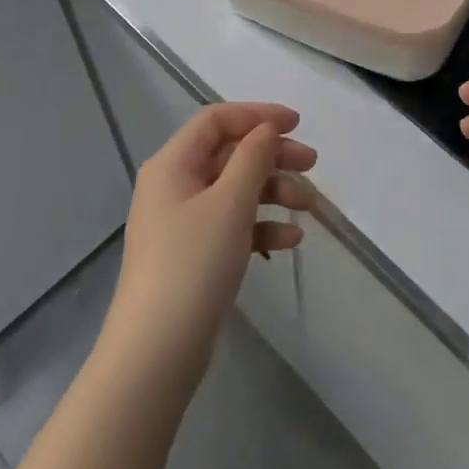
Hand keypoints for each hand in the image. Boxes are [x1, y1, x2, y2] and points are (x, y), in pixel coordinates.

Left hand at [108, 102, 316, 370]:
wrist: (156, 353)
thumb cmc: (193, 264)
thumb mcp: (230, 202)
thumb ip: (253, 157)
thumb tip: (266, 129)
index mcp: (173, 163)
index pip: (217, 119)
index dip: (258, 115)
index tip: (297, 124)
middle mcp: (174, 185)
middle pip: (230, 153)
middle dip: (273, 156)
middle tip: (312, 164)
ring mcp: (183, 222)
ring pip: (235, 190)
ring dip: (274, 192)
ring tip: (308, 207)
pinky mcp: (193, 254)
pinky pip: (232, 224)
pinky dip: (261, 226)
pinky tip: (289, 240)